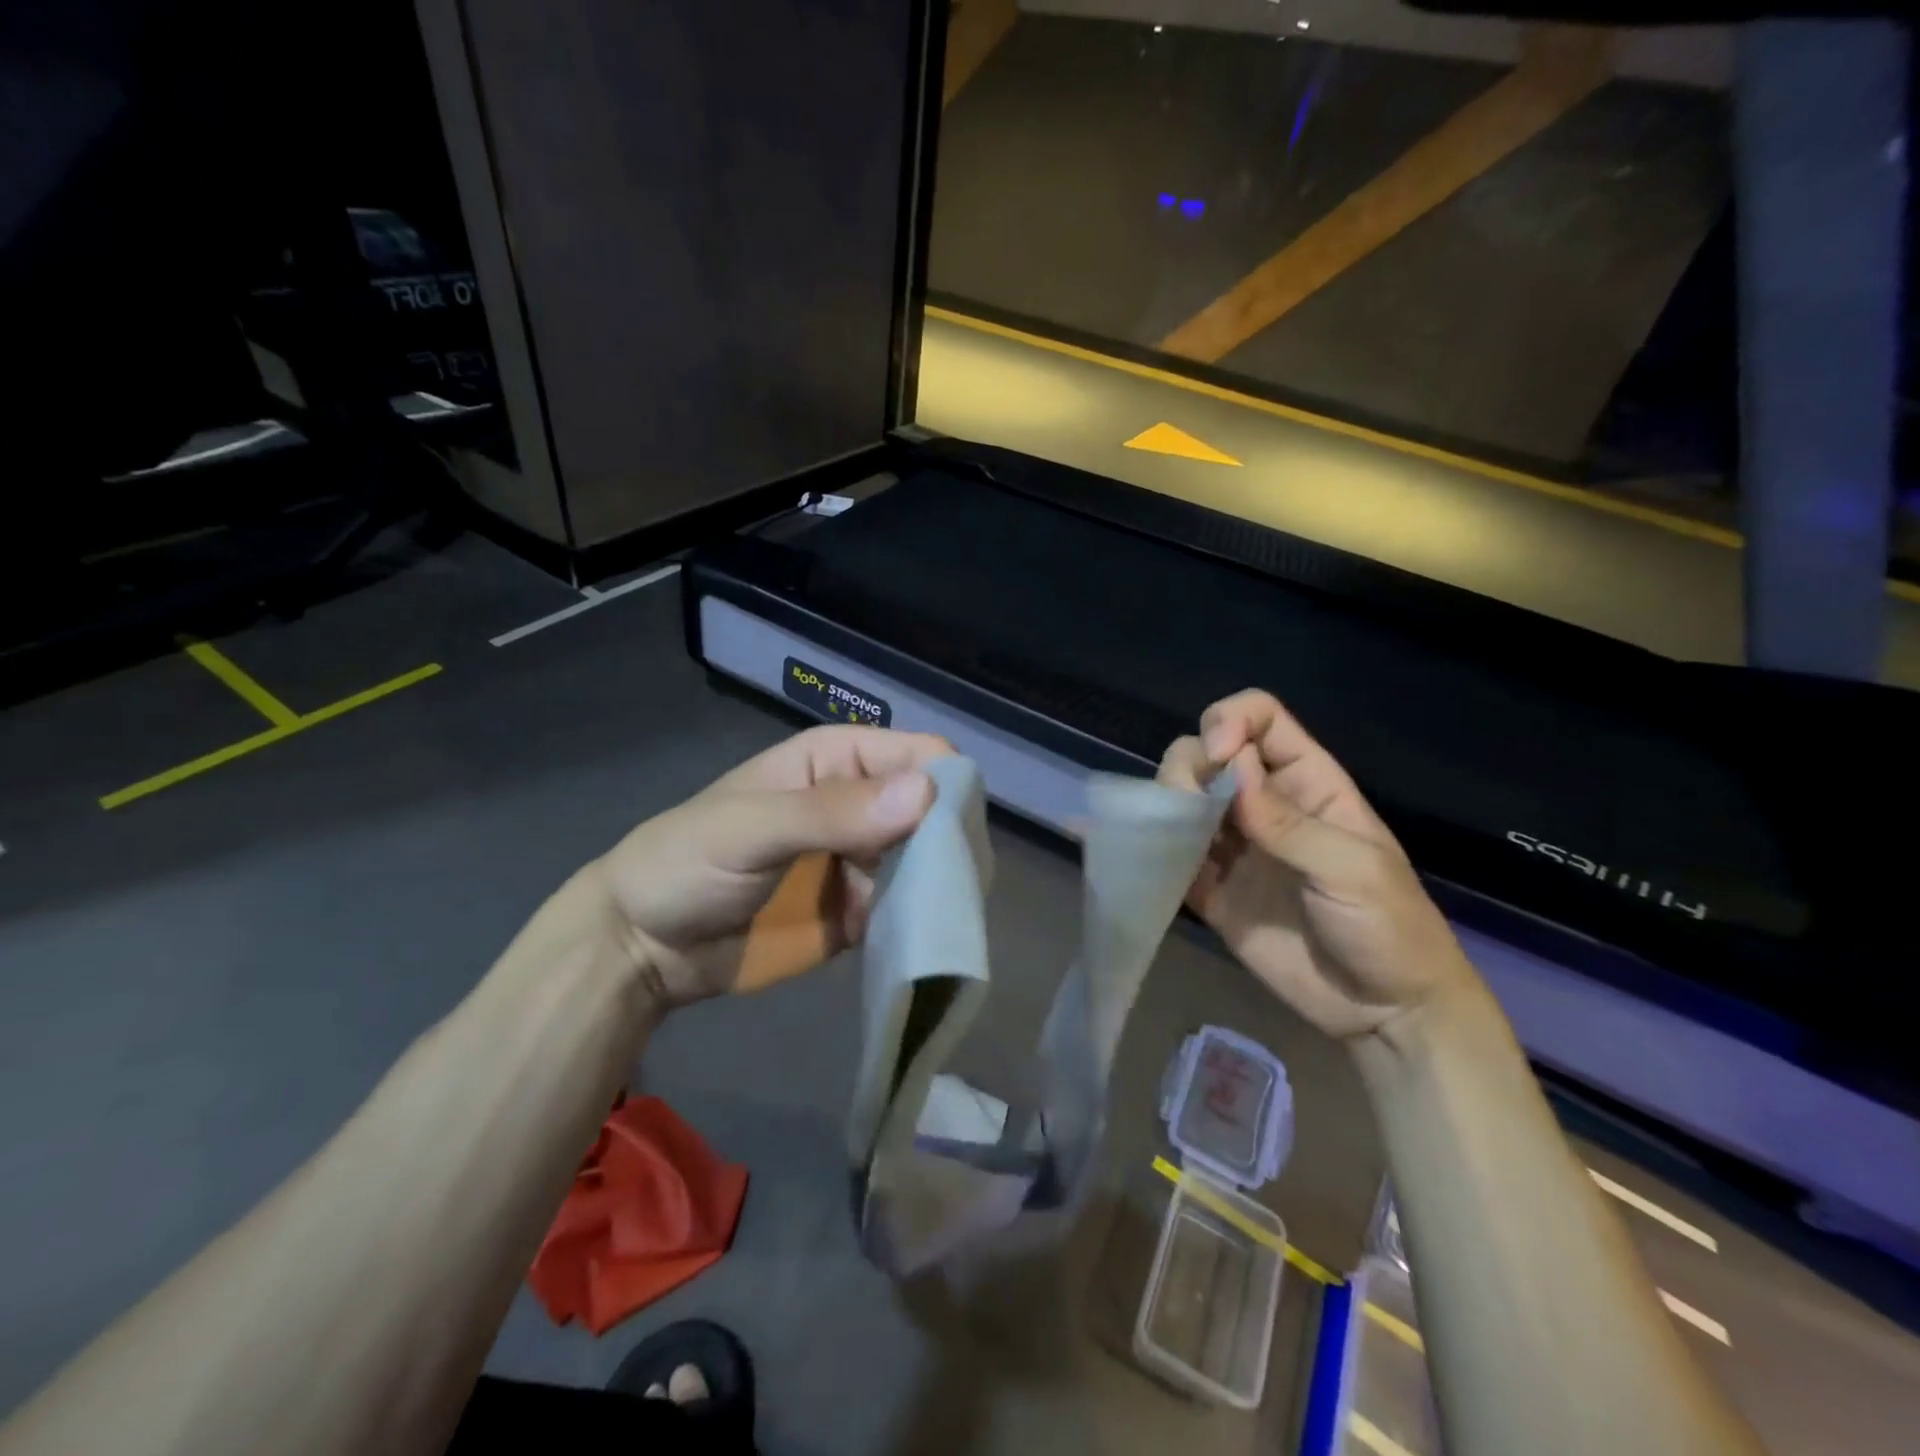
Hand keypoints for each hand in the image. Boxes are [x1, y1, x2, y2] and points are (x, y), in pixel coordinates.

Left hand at [594, 725, 953, 1009]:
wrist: (641, 948)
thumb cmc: (684, 864)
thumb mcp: (750, 828)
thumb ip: (831, 812)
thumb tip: (926, 795)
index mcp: (837, 761)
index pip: (916, 755)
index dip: (942, 785)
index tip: (951, 833)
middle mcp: (861, 804)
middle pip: (933, 809)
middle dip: (949, 842)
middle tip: (956, 884)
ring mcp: (863, 861)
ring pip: (928, 861)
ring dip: (939, 886)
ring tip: (943, 916)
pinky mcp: (860, 912)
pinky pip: (906, 909)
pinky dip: (918, 922)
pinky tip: (920, 940)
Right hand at [1159, 690, 1476, 1041]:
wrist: (1383, 1013)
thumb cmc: (1390, 928)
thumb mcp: (1354, 869)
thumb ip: (1289, 822)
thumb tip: (1233, 770)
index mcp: (1307, 783)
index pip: (1261, 720)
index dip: (1232, 720)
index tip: (1221, 754)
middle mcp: (1262, 804)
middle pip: (1209, 752)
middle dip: (1190, 763)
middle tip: (1189, 802)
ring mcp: (1233, 847)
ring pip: (1183, 796)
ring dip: (1166, 799)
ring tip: (1167, 829)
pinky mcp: (1210, 889)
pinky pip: (1171, 856)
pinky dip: (1149, 847)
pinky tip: (1129, 846)